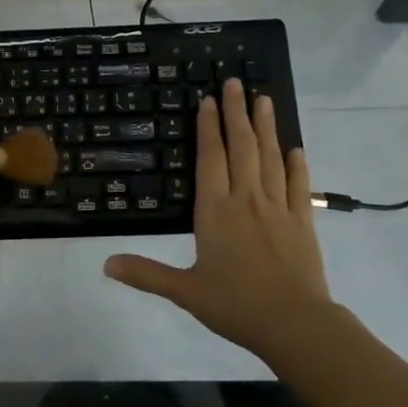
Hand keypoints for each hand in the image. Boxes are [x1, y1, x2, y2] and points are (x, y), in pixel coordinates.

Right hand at [105, 79, 337, 359]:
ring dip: (266, 127)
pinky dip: (296, 164)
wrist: (294, 324)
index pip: (210, 158)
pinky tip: (295, 149)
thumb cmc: (235, 305)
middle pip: (241, 146)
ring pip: (270, 157)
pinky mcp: (302, 221)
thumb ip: (146, 273)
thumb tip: (105, 264)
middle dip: (236, 112)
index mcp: (215, 211)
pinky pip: (298, 185)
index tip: (208, 100)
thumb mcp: (184, 291)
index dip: (208, 127)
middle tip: (236, 82)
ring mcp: (278, 207)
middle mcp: (246, 199)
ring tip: (264, 99)